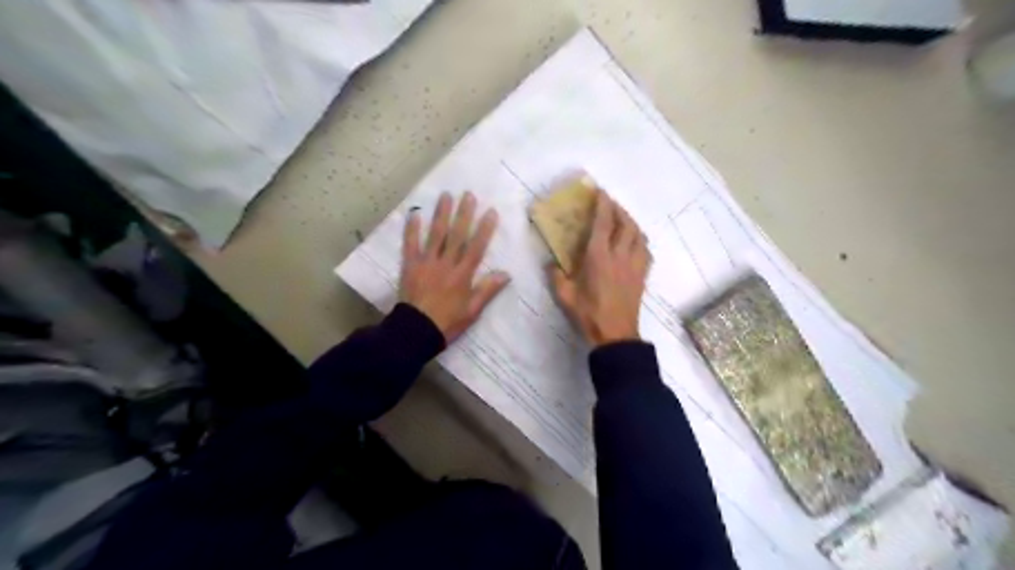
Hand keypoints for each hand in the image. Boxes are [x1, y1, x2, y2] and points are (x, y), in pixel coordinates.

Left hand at [396, 192, 507, 343]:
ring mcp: (426, 263)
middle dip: (464, 214)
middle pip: (456, 235)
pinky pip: (410, 244)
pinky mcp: (410, 266)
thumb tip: (506, 273)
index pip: (476, 247)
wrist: (416, 331)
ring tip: (446, 196)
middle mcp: (446, 264)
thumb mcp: (473, 311)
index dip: (484, 229)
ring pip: (435, 235)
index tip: (490, 212)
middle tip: (468, 194)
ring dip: (441, 214)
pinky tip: (414, 214)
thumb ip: (488, 290)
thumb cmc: (448, 322)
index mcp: (463, 275)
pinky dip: (412, 229)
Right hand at [548, 192, 649, 346]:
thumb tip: (551, 263)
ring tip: (622, 219)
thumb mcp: (565, 295)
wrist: (615, 334)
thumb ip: (556, 276)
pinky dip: (640, 239)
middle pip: (626, 224)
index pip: (604, 223)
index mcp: (599, 257)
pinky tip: (634, 242)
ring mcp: (634, 265)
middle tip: (610, 204)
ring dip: (631, 222)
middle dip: (619, 209)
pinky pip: (645, 250)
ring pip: (639, 235)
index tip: (600, 192)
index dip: (603, 204)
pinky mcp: (642, 275)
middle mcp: (620, 256)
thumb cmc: (589, 314)